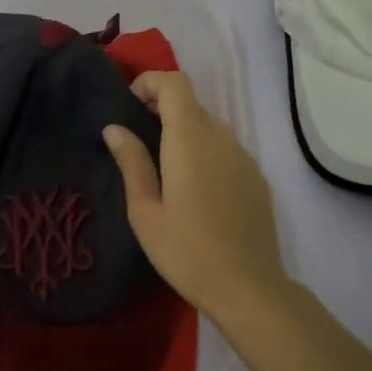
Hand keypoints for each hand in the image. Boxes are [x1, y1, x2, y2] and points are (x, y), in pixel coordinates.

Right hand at [103, 71, 291, 326]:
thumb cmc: (186, 251)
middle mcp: (222, 139)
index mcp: (190, 141)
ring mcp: (244, 158)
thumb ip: (132, 163)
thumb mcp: (145, 212)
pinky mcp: (257, 178)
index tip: (129, 105)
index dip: (150, 82)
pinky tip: (194, 189)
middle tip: (137, 139)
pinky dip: (205, 151)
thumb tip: (114, 128)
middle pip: (192, 103)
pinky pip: (226, 149)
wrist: (248, 288)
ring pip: (210, 126)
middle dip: (162, 108)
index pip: (175, 84)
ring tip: (163, 167)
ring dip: (184, 131)